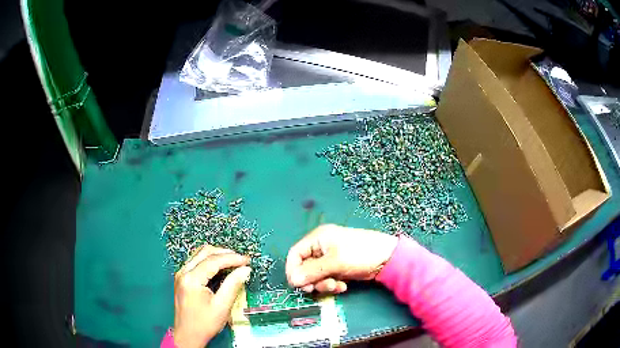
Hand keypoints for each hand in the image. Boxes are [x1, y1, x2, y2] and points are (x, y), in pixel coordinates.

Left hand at [173, 245, 250, 347]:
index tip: (247, 260)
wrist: (187, 335)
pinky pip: (196, 262)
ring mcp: (181, 274)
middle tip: (241, 259)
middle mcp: (183, 272)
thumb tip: (245, 269)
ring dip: (217, 255)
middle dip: (224, 253)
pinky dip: (209, 261)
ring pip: (199, 254)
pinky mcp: (182, 278)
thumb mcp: (222, 306)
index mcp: (191, 279)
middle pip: (204, 252)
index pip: (213, 261)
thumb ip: (233, 285)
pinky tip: (220, 267)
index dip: (232, 258)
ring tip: (233, 261)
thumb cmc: (205, 323)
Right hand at [286, 224, 397, 293]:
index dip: (293, 270)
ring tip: (335, 286)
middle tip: (316, 288)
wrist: (387, 259)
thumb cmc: (359, 254)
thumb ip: (312, 271)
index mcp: (317, 239)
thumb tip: (292, 280)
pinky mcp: (338, 268)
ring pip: (315, 275)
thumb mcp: (335, 262)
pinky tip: (342, 286)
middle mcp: (321, 248)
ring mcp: (330, 259)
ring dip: (323, 284)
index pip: (295, 254)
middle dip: (311, 279)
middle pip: (304, 267)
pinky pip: (326, 278)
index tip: (297, 285)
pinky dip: (331, 284)